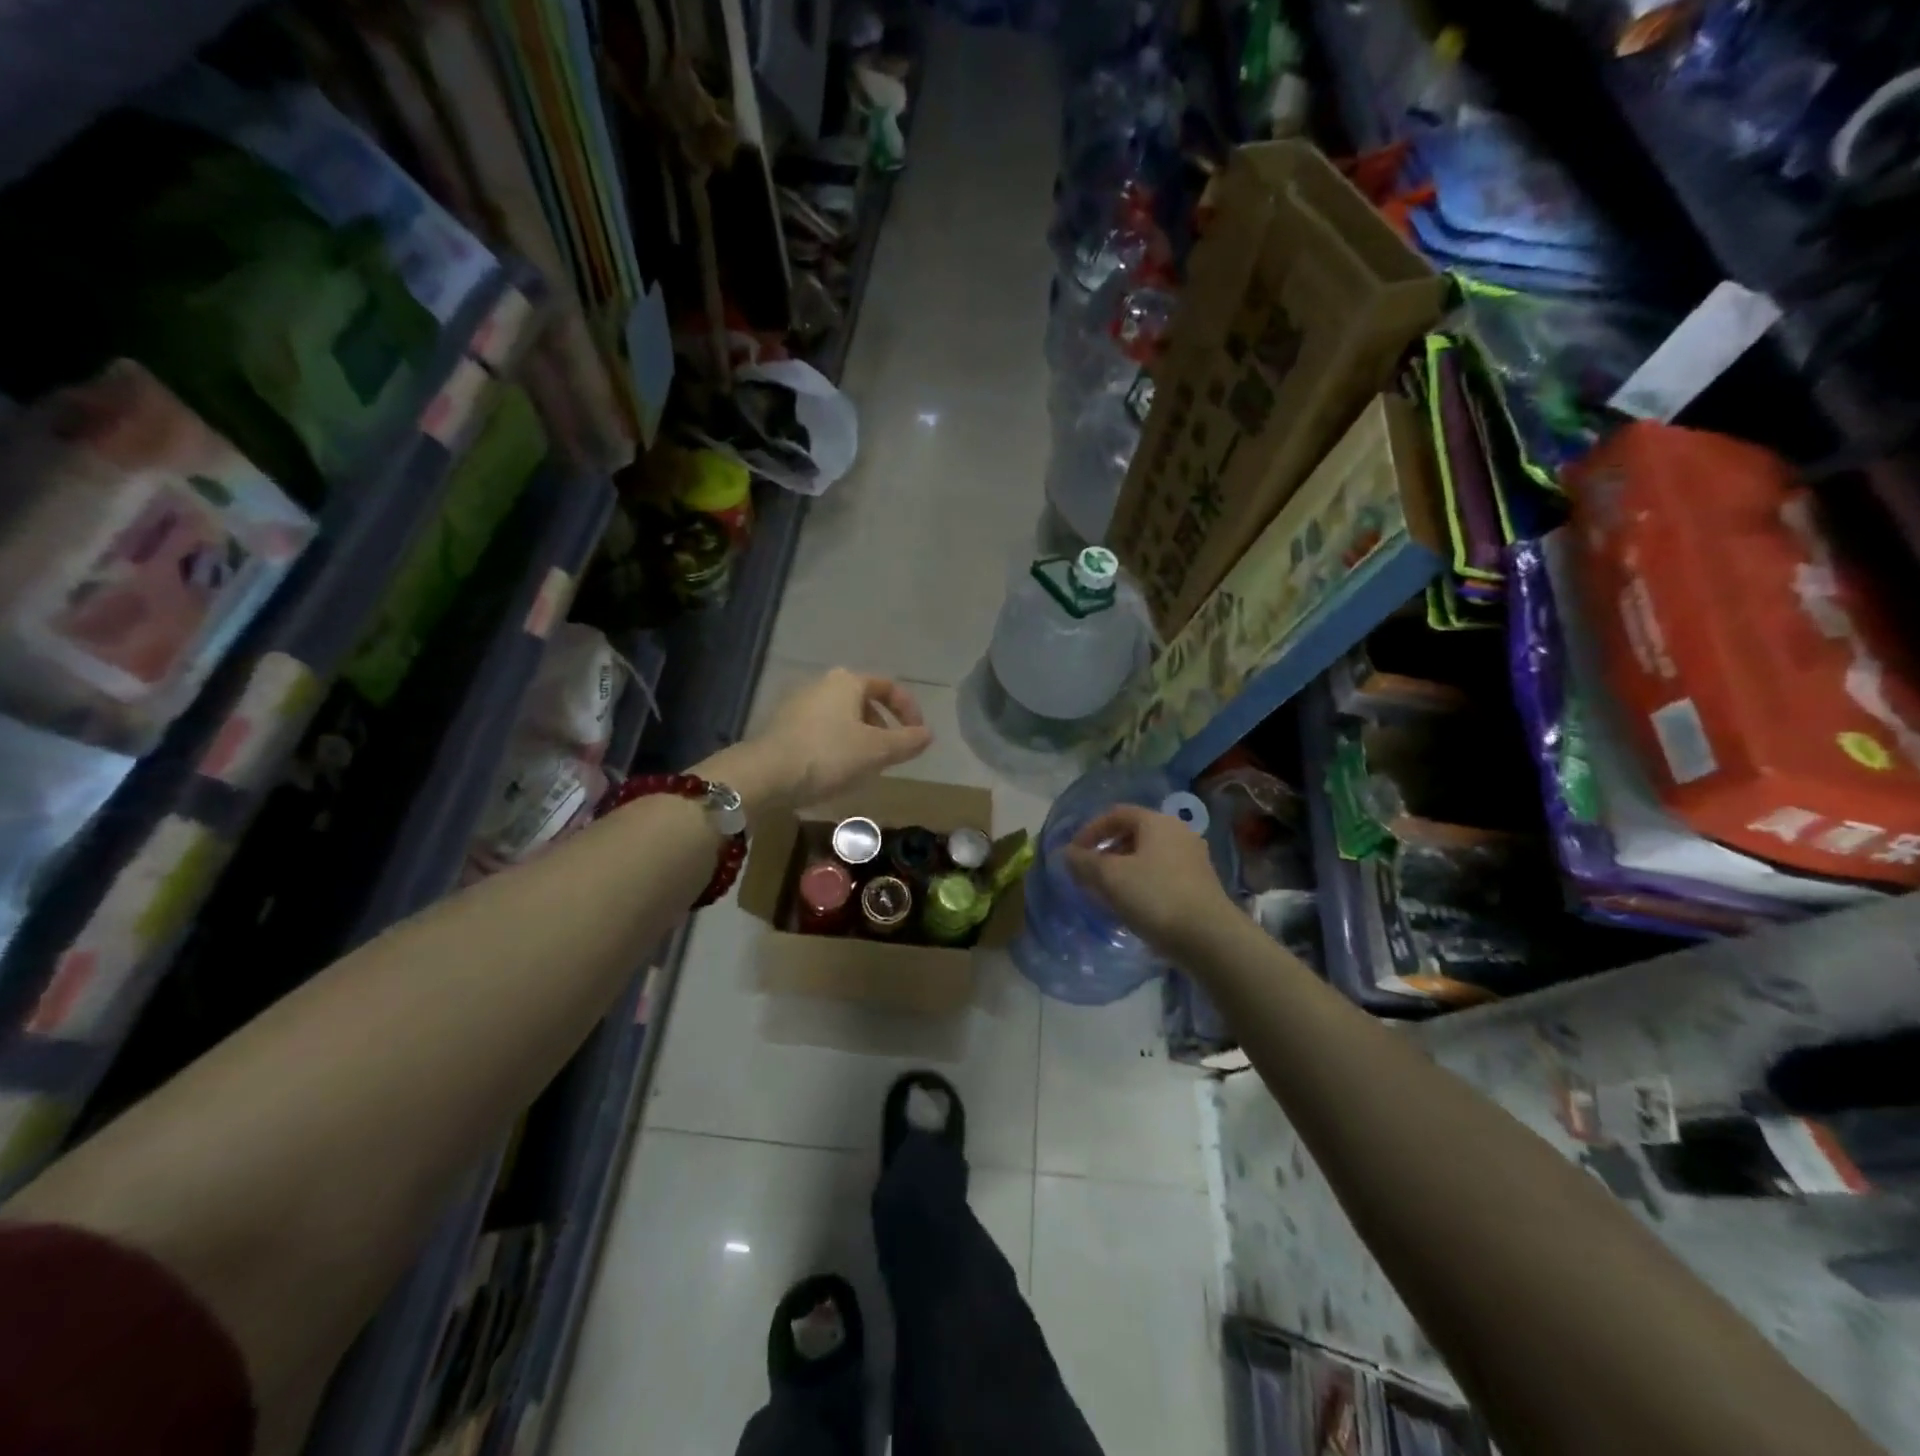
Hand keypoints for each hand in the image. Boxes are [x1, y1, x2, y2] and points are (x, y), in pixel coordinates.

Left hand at [702, 668, 932, 811]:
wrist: (766, 774)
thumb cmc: (829, 755)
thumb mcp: (877, 751)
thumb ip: (907, 741)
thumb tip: (928, 734)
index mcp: (848, 681)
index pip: (889, 687)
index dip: (909, 711)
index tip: (917, 737)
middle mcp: (822, 683)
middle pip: (864, 701)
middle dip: (883, 727)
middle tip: (890, 755)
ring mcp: (798, 703)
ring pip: (842, 717)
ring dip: (860, 739)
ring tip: (865, 767)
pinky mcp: (782, 725)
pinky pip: (821, 730)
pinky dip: (836, 745)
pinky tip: (835, 771)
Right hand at [1063, 805, 1234, 956]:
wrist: (1210, 938)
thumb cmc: (1155, 897)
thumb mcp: (1110, 878)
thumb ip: (1084, 862)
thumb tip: (1067, 854)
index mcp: (1157, 822)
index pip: (1116, 814)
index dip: (1090, 830)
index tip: (1073, 854)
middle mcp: (1178, 833)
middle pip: (1133, 833)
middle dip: (1106, 851)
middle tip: (1089, 873)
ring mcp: (1193, 859)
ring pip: (1148, 855)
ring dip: (1123, 869)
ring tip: (1107, 892)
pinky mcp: (1200, 884)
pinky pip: (1162, 874)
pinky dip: (1142, 882)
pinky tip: (1133, 905)